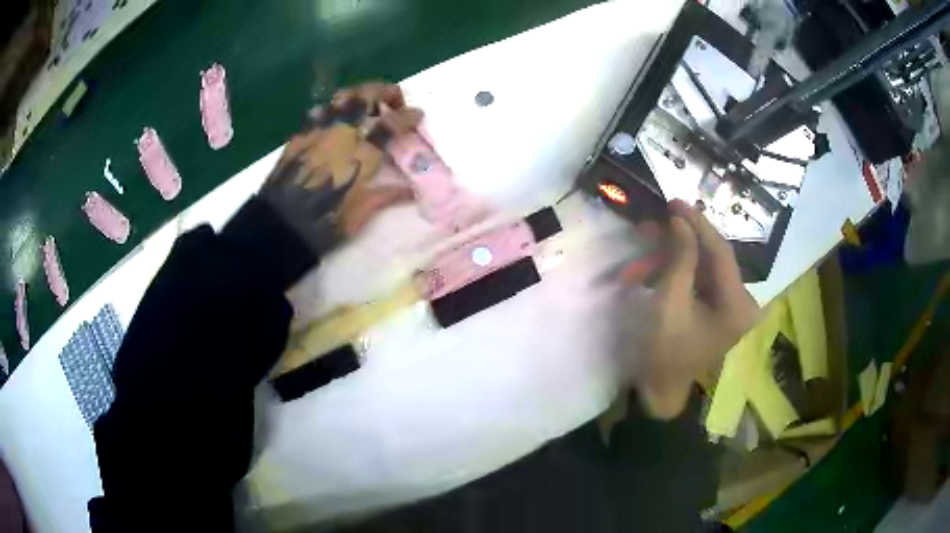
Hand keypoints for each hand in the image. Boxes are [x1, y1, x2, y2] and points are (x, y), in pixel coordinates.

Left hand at [260, 82, 422, 253]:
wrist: (278, 227)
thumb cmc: (323, 225)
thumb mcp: (360, 215)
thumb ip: (386, 195)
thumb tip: (411, 189)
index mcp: (361, 155)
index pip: (391, 124)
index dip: (409, 115)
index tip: (418, 114)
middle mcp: (341, 134)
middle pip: (366, 97)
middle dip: (385, 91)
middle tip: (394, 99)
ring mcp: (317, 131)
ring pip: (341, 97)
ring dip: (358, 93)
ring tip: (365, 101)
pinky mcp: (299, 136)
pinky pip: (318, 111)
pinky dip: (332, 108)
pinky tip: (334, 116)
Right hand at [619, 200, 759, 418]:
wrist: (658, 394)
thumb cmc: (664, 354)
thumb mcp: (669, 304)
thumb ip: (679, 258)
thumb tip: (680, 219)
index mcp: (737, 304)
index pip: (721, 252)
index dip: (696, 224)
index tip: (673, 201)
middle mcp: (739, 302)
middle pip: (711, 257)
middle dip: (678, 240)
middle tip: (650, 224)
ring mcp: (727, 307)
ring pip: (700, 267)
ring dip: (670, 256)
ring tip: (640, 251)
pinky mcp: (714, 310)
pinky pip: (695, 281)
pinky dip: (672, 273)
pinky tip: (646, 272)